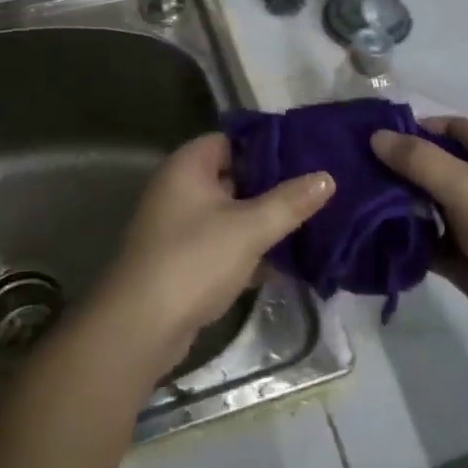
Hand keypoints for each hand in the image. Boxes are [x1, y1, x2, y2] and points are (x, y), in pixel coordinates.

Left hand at [94, 133, 332, 377]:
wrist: (139, 328)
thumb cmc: (194, 260)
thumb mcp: (249, 228)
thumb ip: (290, 202)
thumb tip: (327, 177)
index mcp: (188, 166)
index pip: (232, 140)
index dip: (267, 146)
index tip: (305, 154)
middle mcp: (178, 188)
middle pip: (233, 176)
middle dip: (270, 185)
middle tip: (314, 189)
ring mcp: (177, 226)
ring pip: (229, 213)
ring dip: (261, 220)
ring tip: (308, 222)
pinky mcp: (181, 260)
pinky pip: (221, 243)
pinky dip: (247, 249)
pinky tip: (283, 262)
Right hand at [371, 118, 467, 348]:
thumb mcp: (463, 184)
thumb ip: (418, 159)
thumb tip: (376, 136)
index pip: (447, 127)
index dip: (415, 127)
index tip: (375, 136)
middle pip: (430, 166)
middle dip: (396, 168)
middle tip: (352, 171)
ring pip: (424, 204)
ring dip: (395, 204)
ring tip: (353, 202)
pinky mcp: (461, 255)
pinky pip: (425, 240)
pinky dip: (403, 238)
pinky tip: (371, 237)